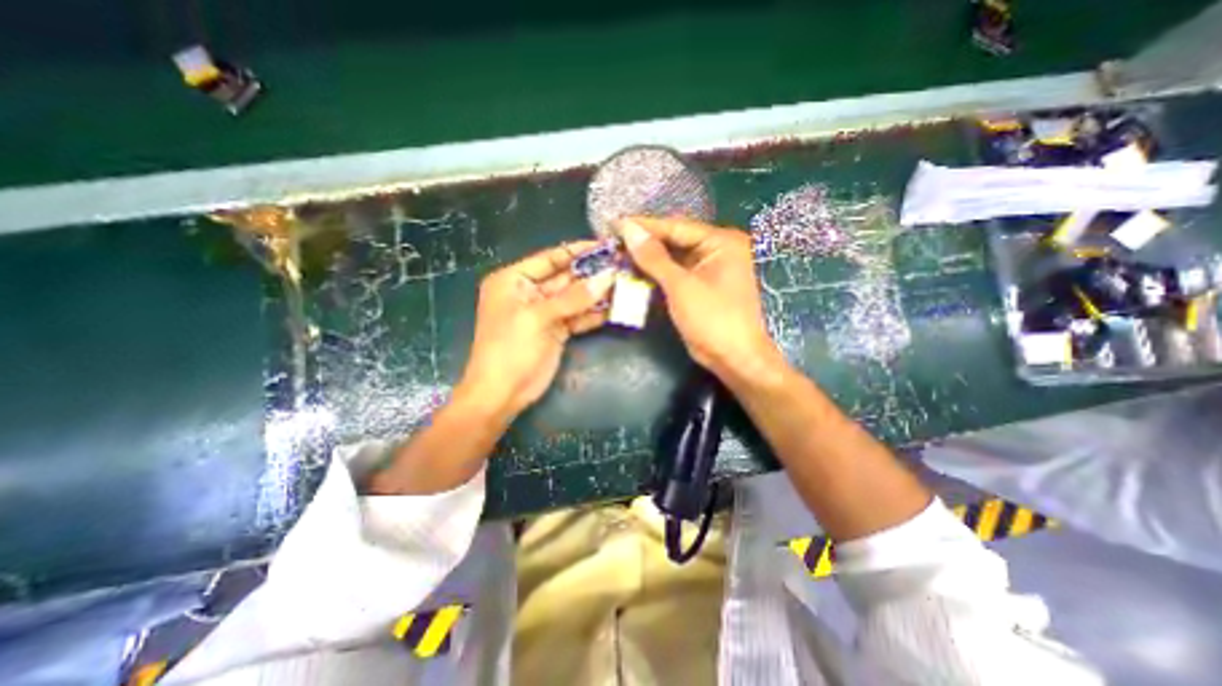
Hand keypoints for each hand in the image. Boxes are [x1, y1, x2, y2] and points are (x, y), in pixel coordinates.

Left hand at [458, 243, 616, 421]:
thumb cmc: (510, 349)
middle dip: (593, 273)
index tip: (606, 245)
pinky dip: (594, 314)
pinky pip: (578, 317)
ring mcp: (545, 313)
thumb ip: (573, 298)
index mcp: (514, 280)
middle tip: (623, 266)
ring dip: (597, 293)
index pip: (550, 258)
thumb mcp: (538, 318)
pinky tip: (616, 308)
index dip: (577, 251)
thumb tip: (607, 277)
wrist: (502, 394)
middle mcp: (530, 292)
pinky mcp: (557, 330)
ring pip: (575, 298)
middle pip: (566, 277)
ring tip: (625, 284)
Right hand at [622, 217, 781, 378]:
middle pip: (674, 241)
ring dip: (647, 261)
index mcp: (720, 242)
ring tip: (617, 256)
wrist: (733, 358)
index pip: (676, 227)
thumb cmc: (713, 319)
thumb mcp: (681, 286)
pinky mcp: (699, 286)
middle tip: (613, 241)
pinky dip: (655, 276)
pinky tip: (633, 274)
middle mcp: (716, 250)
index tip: (615, 223)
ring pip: (672, 258)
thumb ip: (654, 257)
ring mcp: (708, 269)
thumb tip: (628, 229)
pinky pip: (674, 274)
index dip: (644, 226)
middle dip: (644, 244)